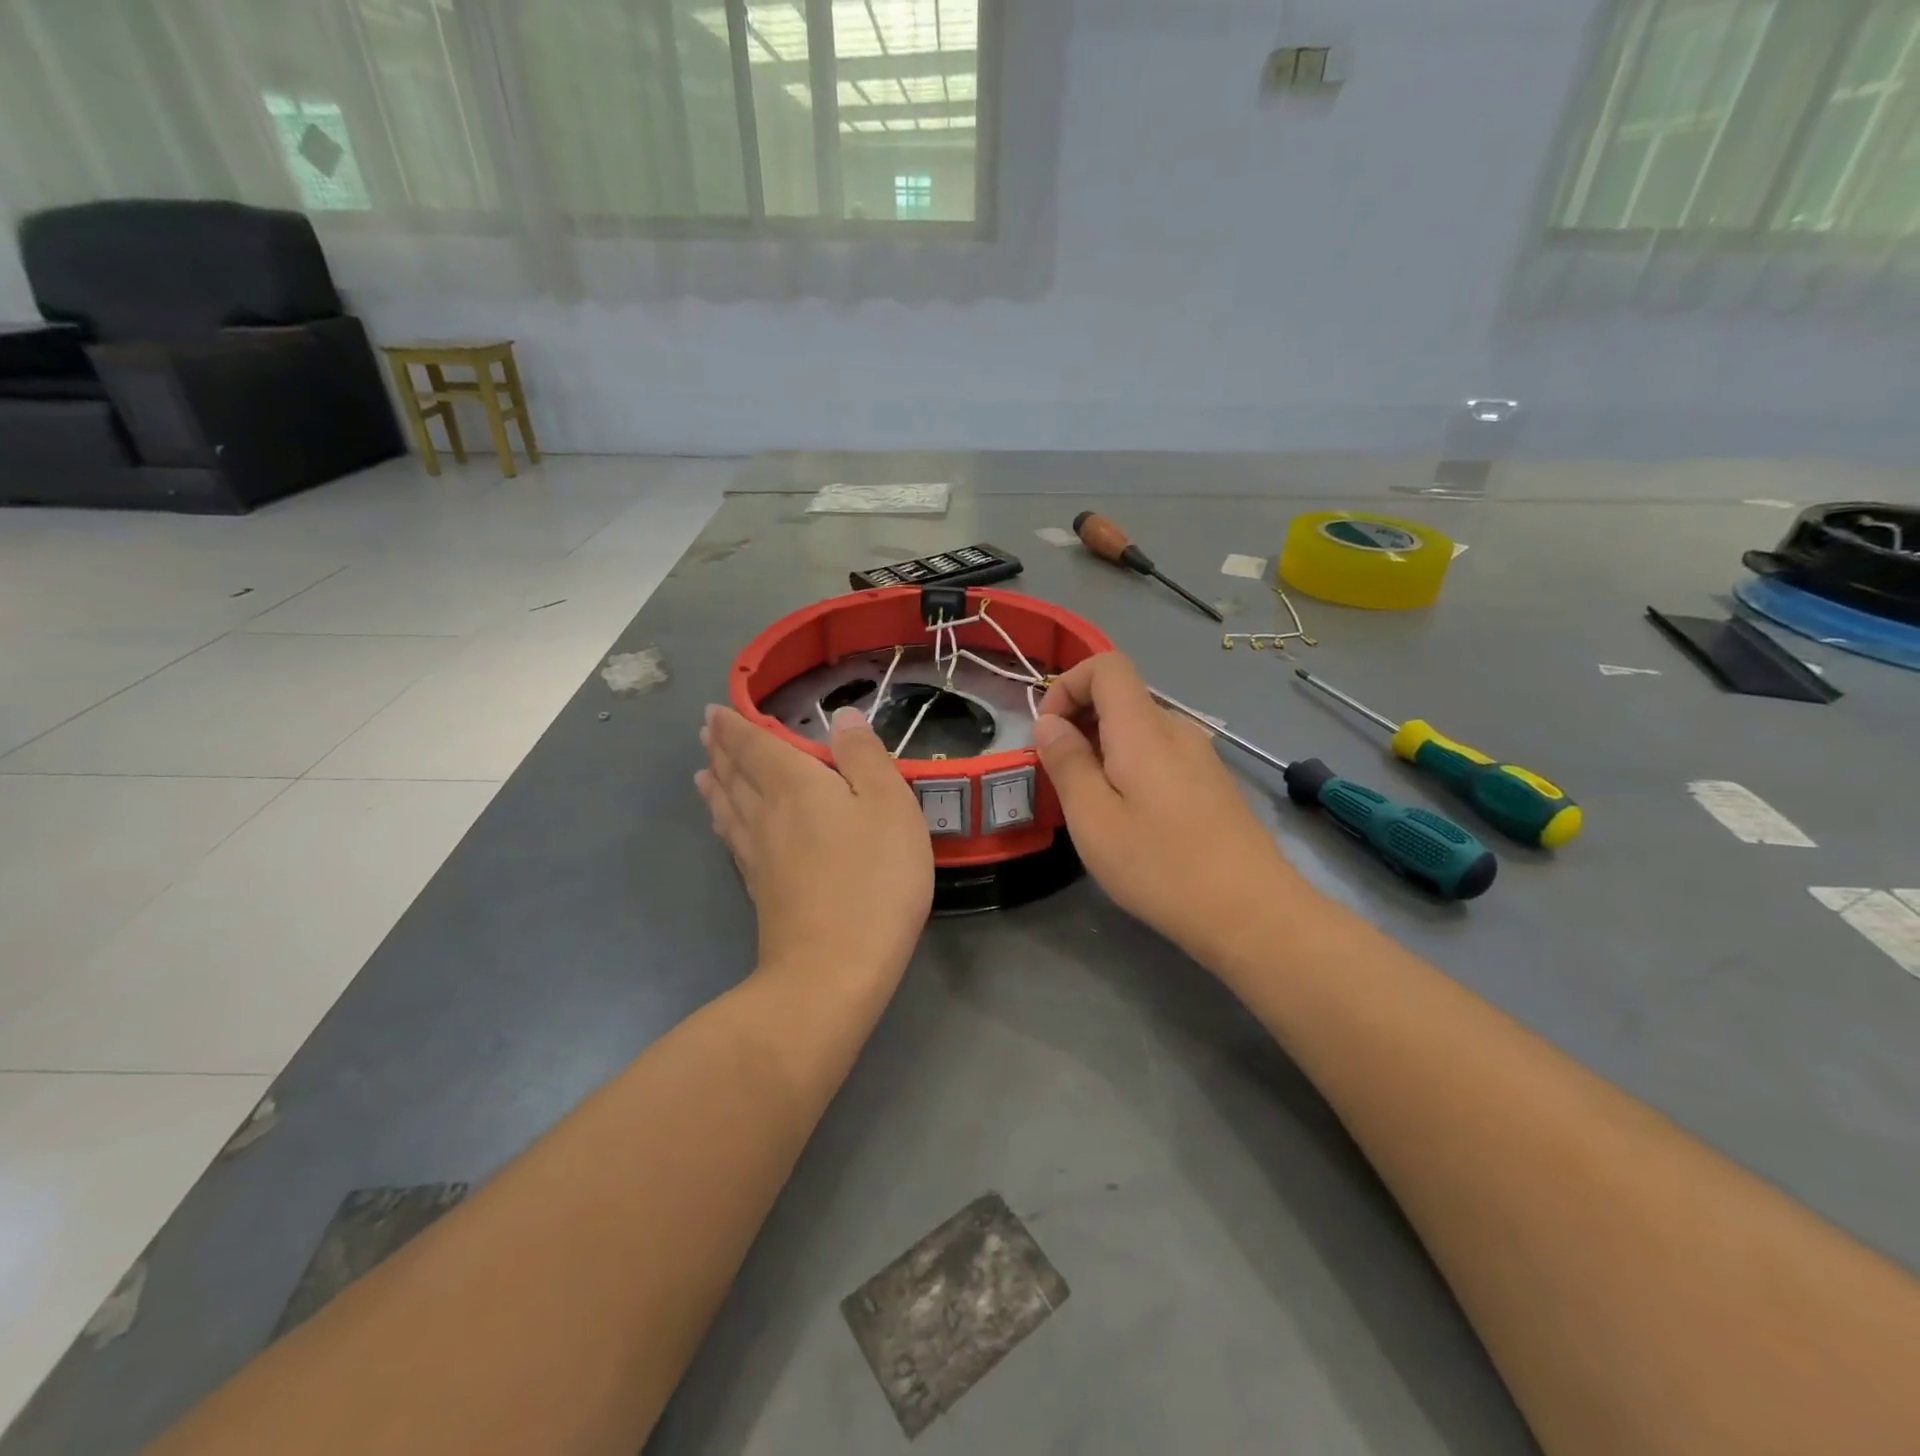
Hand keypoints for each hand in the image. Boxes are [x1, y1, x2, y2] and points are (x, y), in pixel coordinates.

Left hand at [698, 704, 933, 995]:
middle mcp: (766, 813)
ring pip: (728, 808)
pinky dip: (723, 822)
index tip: (715, 710)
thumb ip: (865, 757)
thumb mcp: (889, 805)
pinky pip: (733, 840)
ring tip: (704, 772)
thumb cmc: (873, 878)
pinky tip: (726, 827)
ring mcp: (758, 855)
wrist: (834, 969)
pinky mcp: (760, 890)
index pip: (755, 745)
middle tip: (707, 732)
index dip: (736, 726)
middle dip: (721, 749)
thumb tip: (843, 717)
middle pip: (735, 774)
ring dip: (716, 784)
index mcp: (794, 784)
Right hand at [1034, 653, 1303, 970]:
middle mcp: (1177, 729)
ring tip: (1092, 805)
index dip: (1068, 684)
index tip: (1049, 733)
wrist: (1252, 913)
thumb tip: (1050, 724)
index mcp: (1144, 728)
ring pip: (1139, 729)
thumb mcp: (1094, 820)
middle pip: (1121, 697)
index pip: (1107, 666)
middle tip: (1061, 778)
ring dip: (1103, 749)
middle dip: (1080, 722)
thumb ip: (1067, 763)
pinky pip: (1160, 754)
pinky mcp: (1212, 783)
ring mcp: (1200, 756)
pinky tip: (1131, 819)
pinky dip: (1130, 767)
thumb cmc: (1162, 866)